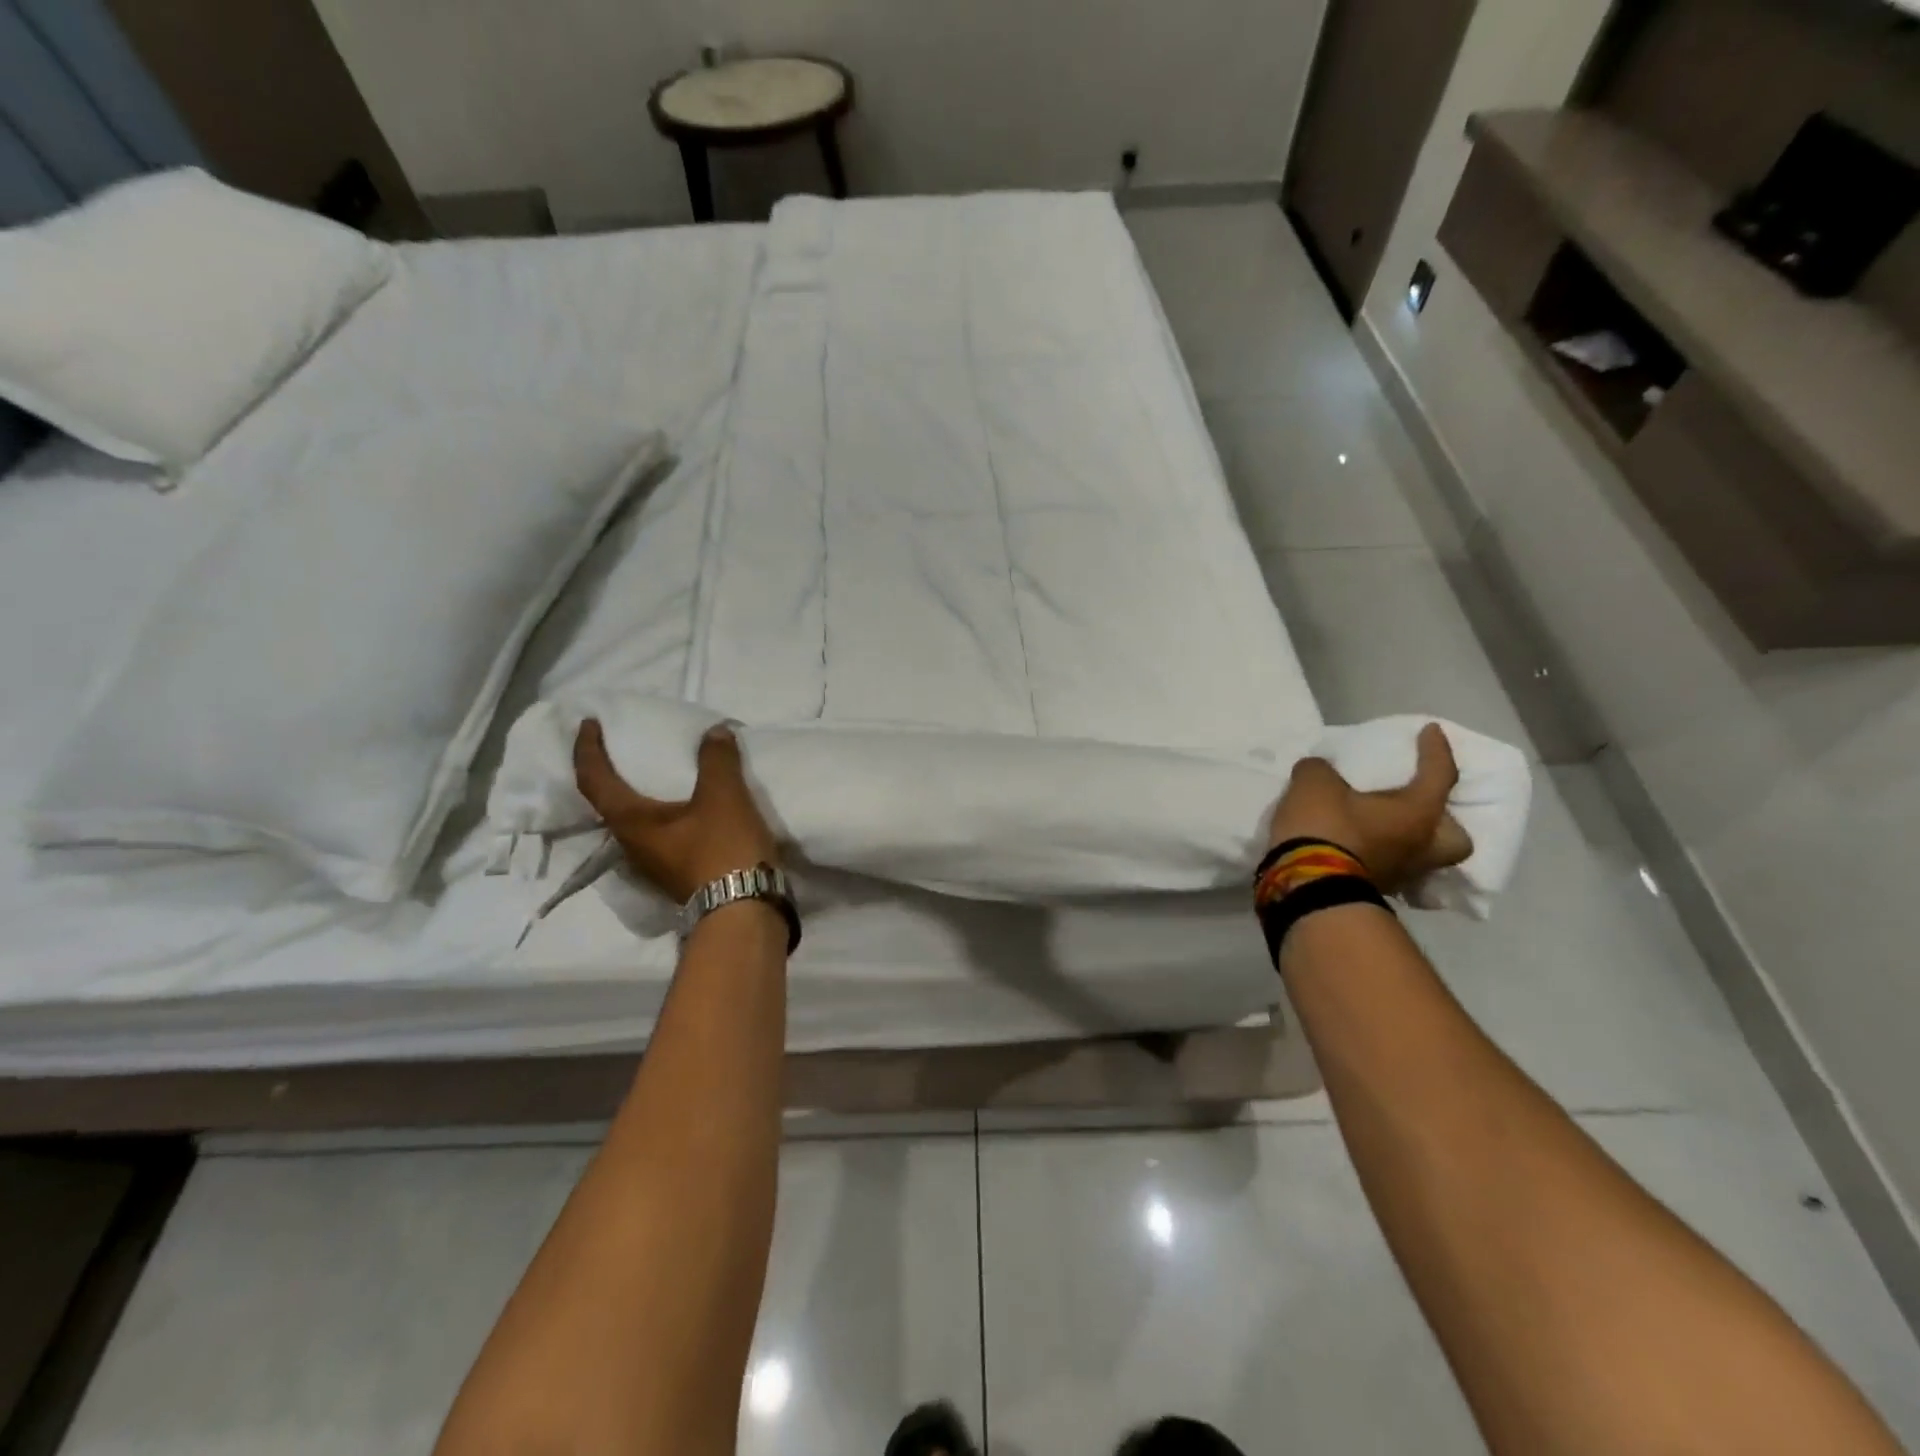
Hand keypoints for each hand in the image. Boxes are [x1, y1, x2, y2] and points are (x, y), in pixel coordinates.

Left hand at [573, 719, 778, 903]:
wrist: (744, 908)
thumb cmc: (723, 849)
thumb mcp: (724, 796)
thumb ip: (716, 760)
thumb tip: (714, 733)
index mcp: (631, 822)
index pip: (594, 780)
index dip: (587, 749)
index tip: (588, 724)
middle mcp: (632, 844)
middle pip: (607, 803)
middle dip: (607, 773)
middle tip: (619, 747)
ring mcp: (653, 863)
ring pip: (633, 821)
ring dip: (635, 794)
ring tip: (652, 774)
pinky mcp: (676, 872)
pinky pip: (657, 832)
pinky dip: (660, 811)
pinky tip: (683, 805)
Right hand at [1268, 723, 1472, 895]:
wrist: (1307, 887)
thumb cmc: (1326, 829)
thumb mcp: (1314, 783)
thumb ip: (1321, 770)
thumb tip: (1320, 770)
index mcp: (1418, 814)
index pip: (1439, 774)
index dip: (1436, 749)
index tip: (1431, 731)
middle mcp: (1420, 848)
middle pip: (1456, 839)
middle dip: (1445, 823)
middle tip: (1418, 807)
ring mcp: (1400, 875)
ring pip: (1422, 857)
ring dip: (1408, 841)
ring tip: (1382, 827)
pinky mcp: (1374, 890)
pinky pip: (1388, 868)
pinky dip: (1378, 855)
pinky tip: (1357, 846)